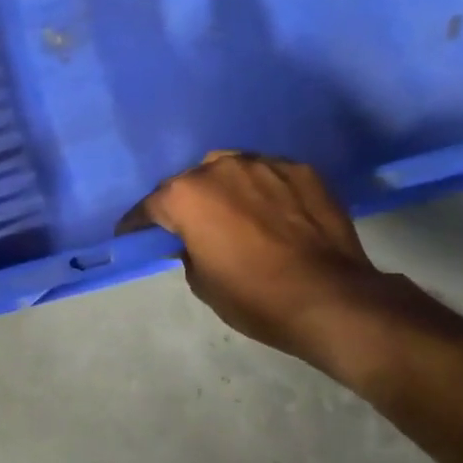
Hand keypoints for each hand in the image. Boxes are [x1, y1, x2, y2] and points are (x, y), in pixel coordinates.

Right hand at [135, 152, 400, 380]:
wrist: (330, 298)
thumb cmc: (254, 296)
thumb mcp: (201, 282)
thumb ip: (186, 249)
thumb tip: (191, 239)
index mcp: (186, 195)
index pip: (149, 206)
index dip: (137, 225)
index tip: (132, 236)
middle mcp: (220, 167)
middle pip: (190, 181)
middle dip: (185, 202)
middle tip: (190, 227)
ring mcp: (264, 164)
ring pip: (230, 170)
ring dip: (224, 190)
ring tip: (233, 214)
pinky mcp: (302, 170)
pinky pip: (268, 176)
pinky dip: (261, 191)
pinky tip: (270, 214)